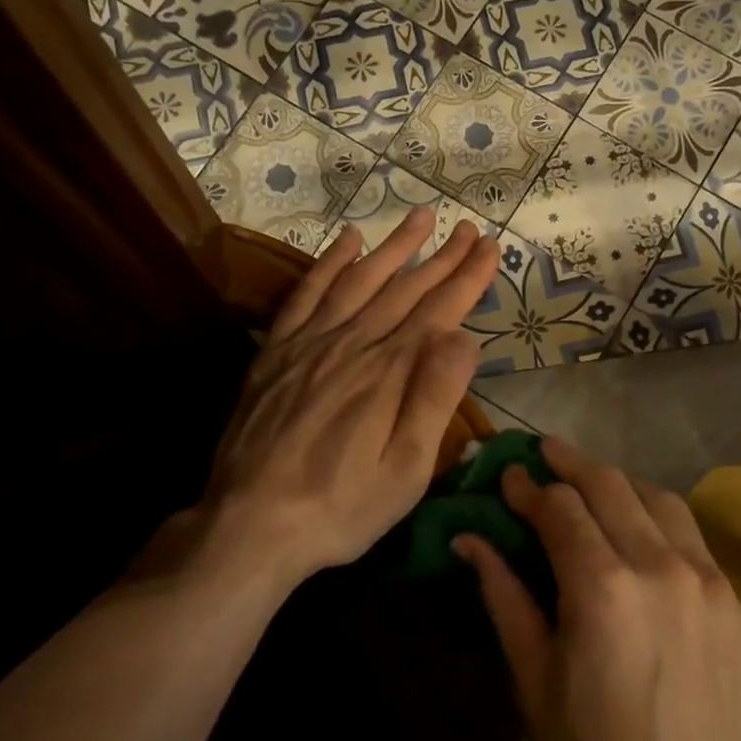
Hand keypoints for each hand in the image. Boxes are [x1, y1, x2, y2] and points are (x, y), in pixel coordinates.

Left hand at [195, 208, 499, 588]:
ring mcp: (310, 343)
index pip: (440, 311)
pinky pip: (306, 293)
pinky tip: (348, 239)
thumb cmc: (341, 508)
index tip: (491, 248)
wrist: (250, 525)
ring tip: (421, 216)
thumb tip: (464, 337)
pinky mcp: (277, 351)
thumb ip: (434, 399)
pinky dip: (329, 263)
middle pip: (405, 289)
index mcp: (390, 373)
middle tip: (470, 227)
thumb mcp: (406, 471)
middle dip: (442, 256)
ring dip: (394, 247)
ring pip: (360, 280)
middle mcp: (353, 344)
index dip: (468, 277)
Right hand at [455, 439, 740, 740]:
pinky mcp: (729, 597)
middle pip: (607, 484)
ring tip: (587, 480)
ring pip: (654, 496)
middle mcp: (657, 565)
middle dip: (569, 463)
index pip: (559, 507)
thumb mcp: (533, 677)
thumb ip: (503, 594)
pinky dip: (653, 510)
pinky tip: (635, 521)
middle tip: (543, 454)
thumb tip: (467, 539)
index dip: (528, 486)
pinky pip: (687, 530)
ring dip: (614, 480)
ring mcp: (702, 577)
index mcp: (601, 587)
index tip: (508, 476)